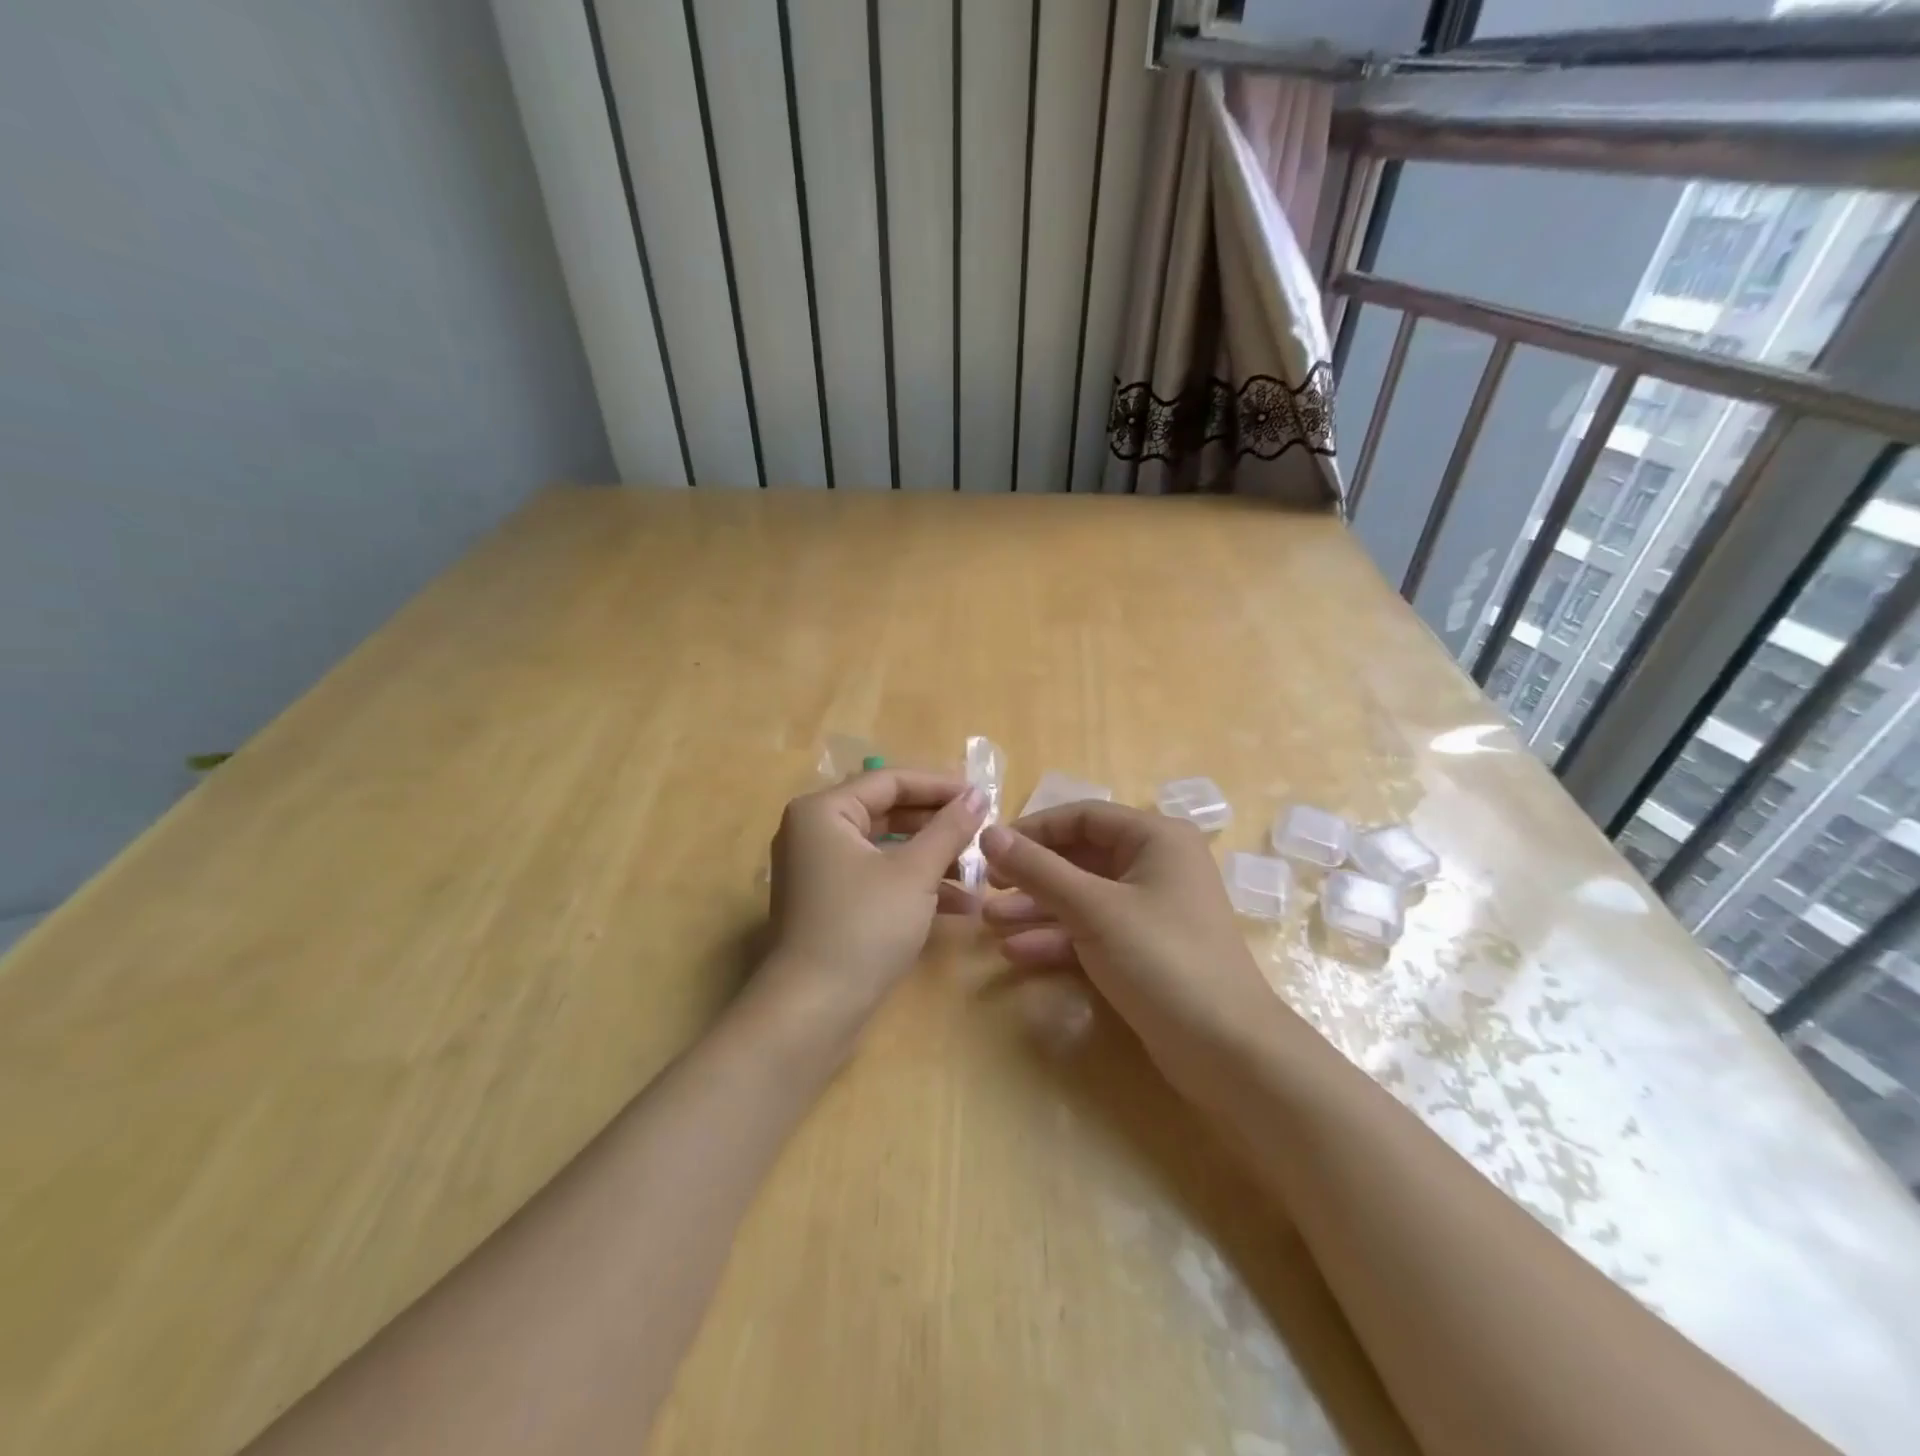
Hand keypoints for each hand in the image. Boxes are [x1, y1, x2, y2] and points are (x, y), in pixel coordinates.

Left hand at [760, 769, 987, 1040]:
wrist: (813, 1010)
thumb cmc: (864, 926)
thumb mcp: (914, 873)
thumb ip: (948, 828)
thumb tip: (977, 794)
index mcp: (824, 810)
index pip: (890, 781)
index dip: (940, 785)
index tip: (983, 795)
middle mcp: (815, 832)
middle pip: (887, 812)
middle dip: (938, 825)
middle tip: (982, 831)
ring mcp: (820, 870)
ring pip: (886, 849)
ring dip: (932, 858)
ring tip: (979, 871)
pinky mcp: (830, 903)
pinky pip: (877, 878)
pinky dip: (914, 885)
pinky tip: (960, 905)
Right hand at [979, 803, 1278, 1080]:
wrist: (1227, 1050)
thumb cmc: (1162, 959)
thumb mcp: (1093, 909)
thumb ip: (1038, 869)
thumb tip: (988, 833)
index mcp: (1155, 838)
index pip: (1082, 816)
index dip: (1033, 830)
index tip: (990, 850)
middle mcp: (1156, 865)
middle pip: (1080, 857)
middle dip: (1031, 875)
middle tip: (986, 888)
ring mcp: (1151, 910)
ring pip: (1083, 897)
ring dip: (1037, 909)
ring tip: (990, 924)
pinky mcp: (1145, 950)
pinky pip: (1093, 930)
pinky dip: (1058, 938)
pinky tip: (1017, 952)